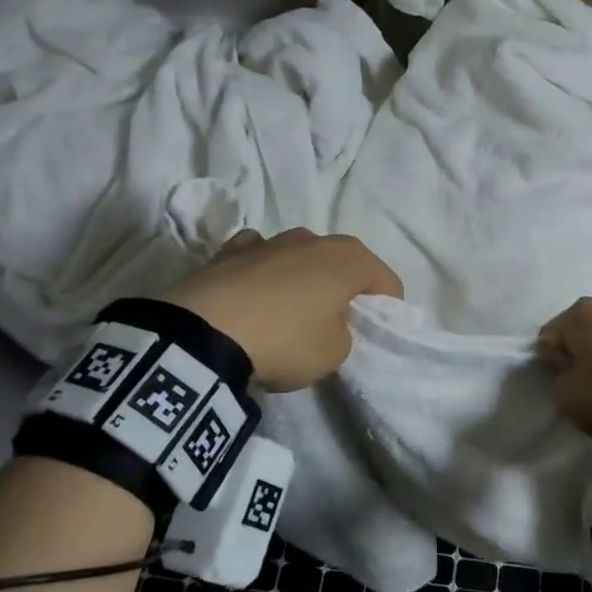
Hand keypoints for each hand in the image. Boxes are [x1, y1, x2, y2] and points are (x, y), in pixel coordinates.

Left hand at [160, 228, 402, 391]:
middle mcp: (312, 239)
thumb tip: (327, 322)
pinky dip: (262, 273)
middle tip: (337, 321)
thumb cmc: (285, 341)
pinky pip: (258, 258)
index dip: (387, 308)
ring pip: (299, 257)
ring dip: (303, 278)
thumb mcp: (335, 352)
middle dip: (345, 287)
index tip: (375, 332)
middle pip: (342, 262)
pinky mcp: (228, 252)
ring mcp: (268, 240)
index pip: (386, 280)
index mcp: (347, 258)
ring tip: (290, 311)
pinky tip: (253, 295)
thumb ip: (343, 331)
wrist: (205, 335)